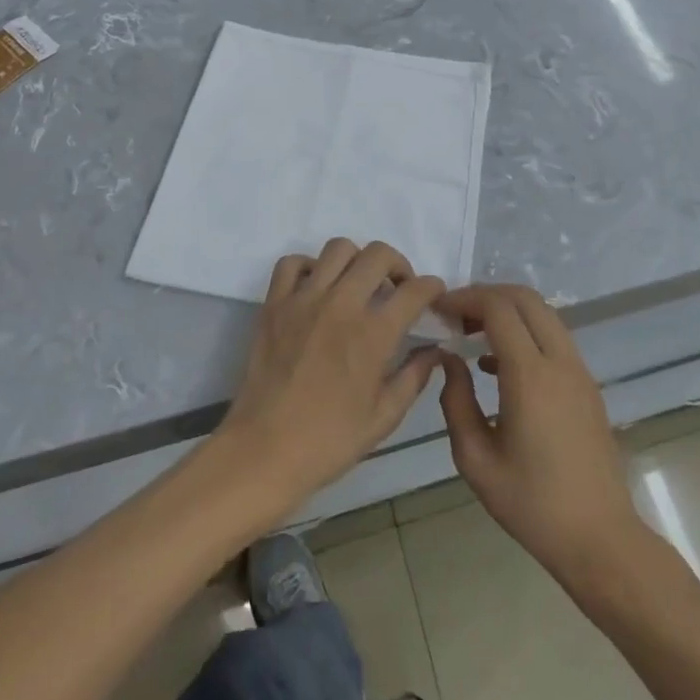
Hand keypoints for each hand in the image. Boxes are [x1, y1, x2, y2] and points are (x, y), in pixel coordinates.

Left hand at [217, 240, 444, 517]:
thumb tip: (434, 351)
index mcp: (373, 334)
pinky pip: (292, 263)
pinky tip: (317, 288)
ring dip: (356, 260)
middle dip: (398, 265)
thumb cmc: (329, 441)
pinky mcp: (275, 303)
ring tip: (357, 284)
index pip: (414, 291)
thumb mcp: (384, 417)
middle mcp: (341, 305)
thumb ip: (414, 377)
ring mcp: (304, 299)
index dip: (432, 288)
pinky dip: (309, 267)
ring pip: (338, 248)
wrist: (264, 450)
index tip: (433, 295)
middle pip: (378, 254)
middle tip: (397, 288)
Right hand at [437, 285, 643, 583]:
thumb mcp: (476, 459)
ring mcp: (579, 371)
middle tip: (455, 315)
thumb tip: (449, 359)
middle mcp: (559, 361)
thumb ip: (456, 401)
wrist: (600, 539)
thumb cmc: (532, 505)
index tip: (439, 309)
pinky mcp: (587, 385)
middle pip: (524, 298)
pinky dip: (525, 331)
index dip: (465, 298)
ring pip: (542, 313)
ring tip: (472, 334)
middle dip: (486, 295)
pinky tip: (498, 364)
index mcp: (530, 376)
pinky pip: (553, 337)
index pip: (497, 308)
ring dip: (507, 311)